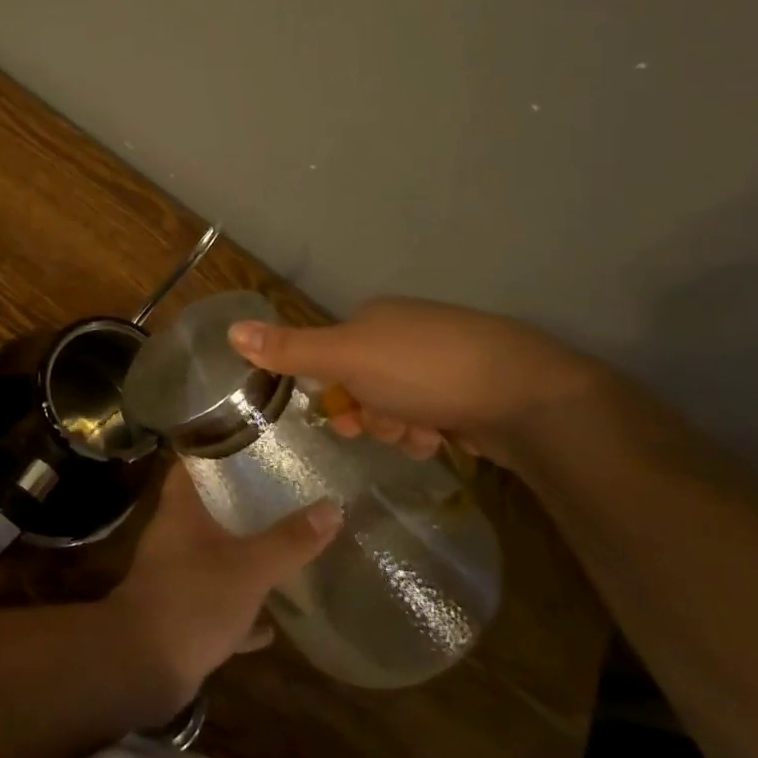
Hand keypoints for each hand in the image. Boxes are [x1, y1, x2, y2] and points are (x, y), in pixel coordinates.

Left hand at [108, 464, 341, 713]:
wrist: (143, 667)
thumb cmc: (193, 600)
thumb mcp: (250, 567)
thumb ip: (289, 540)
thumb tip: (332, 506)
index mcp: (180, 511)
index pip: (191, 464)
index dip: (216, 449)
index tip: (252, 441)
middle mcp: (174, 538)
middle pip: (207, 509)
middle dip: (241, 504)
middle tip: (283, 494)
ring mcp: (175, 577)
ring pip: (214, 557)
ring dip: (243, 557)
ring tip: (284, 549)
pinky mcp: (182, 616)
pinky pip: (218, 605)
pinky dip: (241, 612)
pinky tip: (271, 624)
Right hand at [228, 297, 600, 462]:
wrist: (526, 394)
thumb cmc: (426, 369)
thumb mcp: (347, 358)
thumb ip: (290, 349)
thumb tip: (230, 329)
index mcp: (375, 318)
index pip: (329, 356)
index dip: (329, 390)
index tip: (340, 417)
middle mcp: (405, 334)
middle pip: (361, 385)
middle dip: (368, 413)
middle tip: (385, 427)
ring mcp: (441, 362)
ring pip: (394, 405)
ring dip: (397, 428)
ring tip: (420, 435)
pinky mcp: (471, 391)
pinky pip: (428, 415)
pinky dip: (428, 432)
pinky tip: (441, 439)